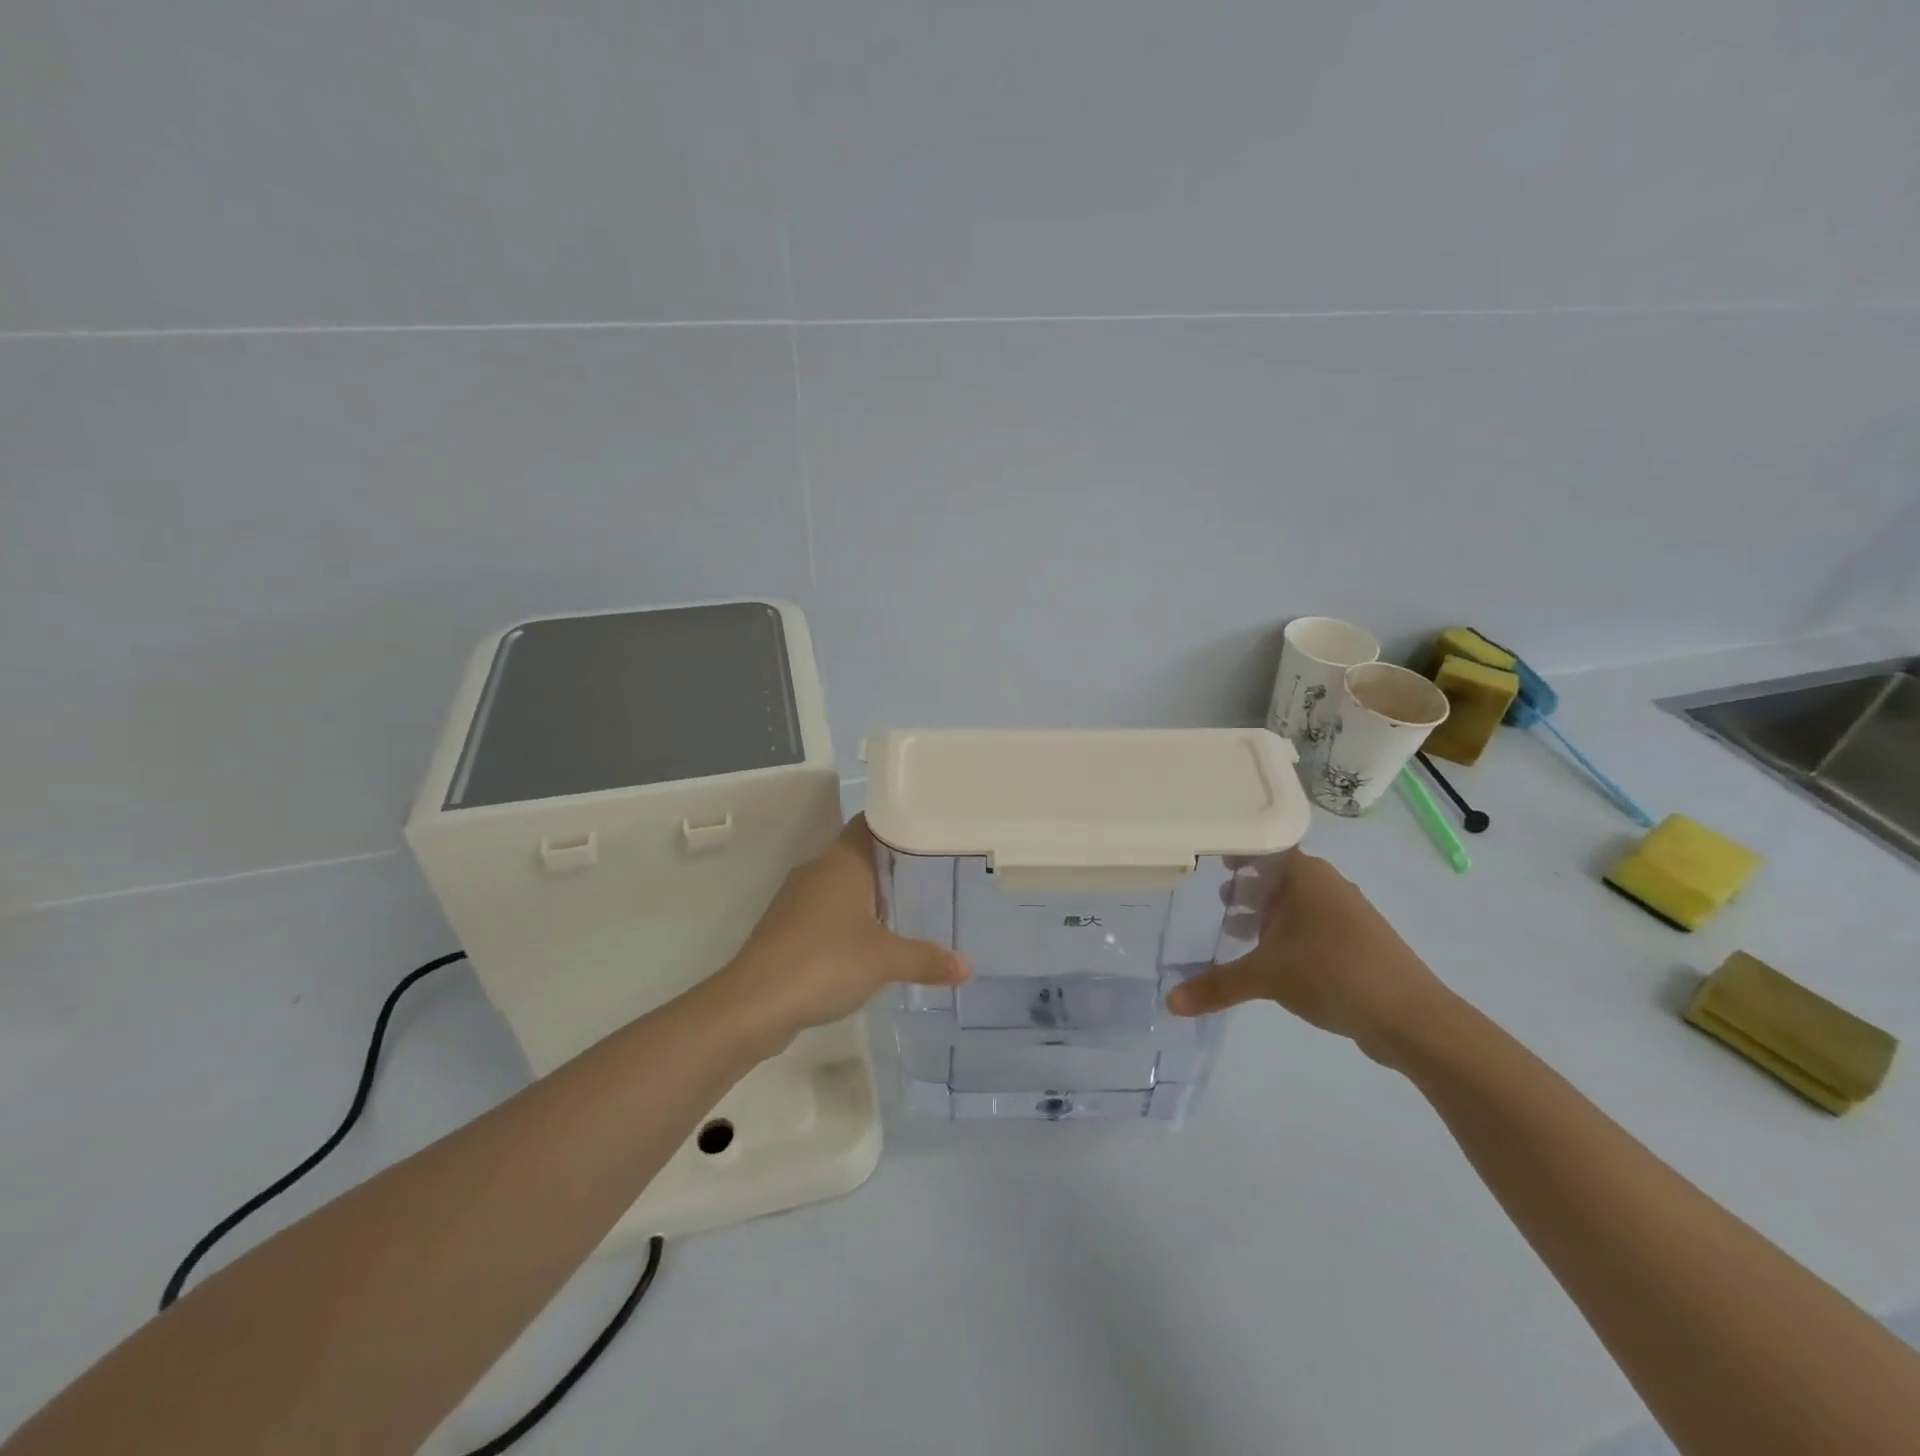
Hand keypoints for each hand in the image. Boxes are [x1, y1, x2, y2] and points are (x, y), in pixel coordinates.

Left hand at [710, 815, 968, 1047]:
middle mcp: (817, 870)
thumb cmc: (825, 962)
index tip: (929, 835)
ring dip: (869, 897)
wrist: (754, 1004)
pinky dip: (849, 922)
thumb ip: (926, 959)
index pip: (870, 824)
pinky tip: (871, 945)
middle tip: (932, 878)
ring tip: (909, 912)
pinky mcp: (786, 928)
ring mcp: (797, 900)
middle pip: (859, 855)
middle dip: (892, 867)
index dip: (897, 826)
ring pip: (842, 886)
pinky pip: (827, 913)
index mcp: (841, 861)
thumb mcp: (886, 961)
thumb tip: (968, 966)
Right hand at [1164, 850, 1451, 1061]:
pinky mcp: (1359, 942)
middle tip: (1217, 899)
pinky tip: (1275, 960)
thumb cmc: (1332, 973)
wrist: (1412, 1017)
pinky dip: (1289, 933)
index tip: (1208, 860)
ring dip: (1268, 913)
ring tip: (1238, 932)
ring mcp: (1348, 913)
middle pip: (1278, 875)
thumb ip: (1217, 985)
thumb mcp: (1265, 977)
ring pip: (1297, 902)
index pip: (1262, 848)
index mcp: (1305, 874)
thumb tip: (1169, 1002)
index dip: (1234, 852)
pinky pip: (1313, 926)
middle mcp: (1328, 884)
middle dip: (1248, 887)